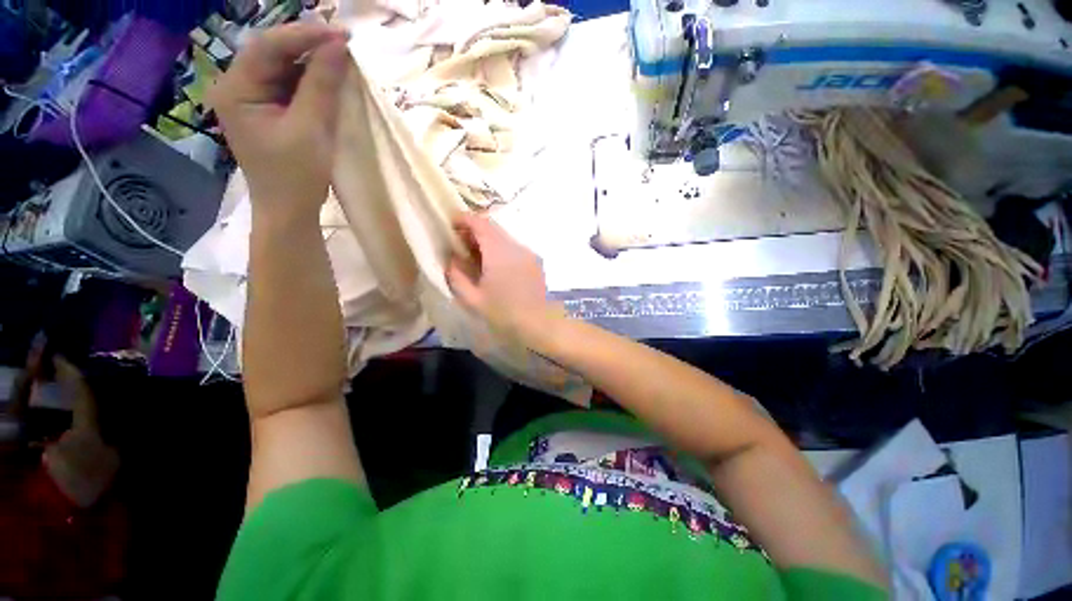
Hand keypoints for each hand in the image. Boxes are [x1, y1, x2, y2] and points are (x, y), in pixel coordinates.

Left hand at [210, 23, 349, 221]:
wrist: (289, 210)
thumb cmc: (296, 175)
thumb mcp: (311, 129)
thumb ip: (322, 86)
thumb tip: (339, 47)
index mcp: (236, 89)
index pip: (268, 47)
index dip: (304, 36)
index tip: (342, 36)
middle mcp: (238, 86)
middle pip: (273, 53)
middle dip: (308, 46)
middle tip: (345, 46)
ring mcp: (252, 98)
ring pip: (283, 67)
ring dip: (312, 62)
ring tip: (342, 61)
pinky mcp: (268, 110)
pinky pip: (289, 85)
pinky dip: (311, 80)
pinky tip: (329, 80)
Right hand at [446, 214, 560, 343]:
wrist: (538, 324)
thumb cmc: (503, 313)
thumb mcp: (472, 299)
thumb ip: (456, 276)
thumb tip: (452, 259)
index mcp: (498, 252)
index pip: (480, 223)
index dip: (463, 219)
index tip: (451, 225)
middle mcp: (515, 246)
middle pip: (492, 227)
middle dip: (474, 230)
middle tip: (460, 244)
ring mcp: (528, 253)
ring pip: (504, 237)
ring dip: (488, 240)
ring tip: (476, 257)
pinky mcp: (535, 261)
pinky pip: (514, 247)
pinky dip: (500, 249)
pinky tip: (496, 267)